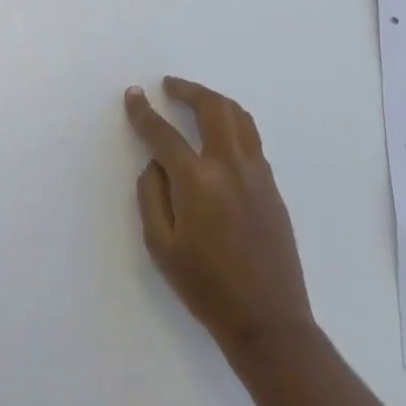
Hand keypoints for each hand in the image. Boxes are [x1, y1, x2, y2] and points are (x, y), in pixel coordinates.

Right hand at [123, 78, 313, 350]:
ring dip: (215, 100)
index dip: (144, 112)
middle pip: (212, 107)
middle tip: (170, 85)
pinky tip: (220, 134)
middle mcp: (230, 166)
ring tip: (196, 100)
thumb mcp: (160, 246)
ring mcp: (257, 173)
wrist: (268, 320)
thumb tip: (155, 164)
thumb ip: (151, 195)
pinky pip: (251, 139)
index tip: (133, 94)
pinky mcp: (272, 186)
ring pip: (239, 117)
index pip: (164, 134)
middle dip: (188, 90)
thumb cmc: (206, 287)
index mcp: (198, 181)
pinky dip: (233, 123)